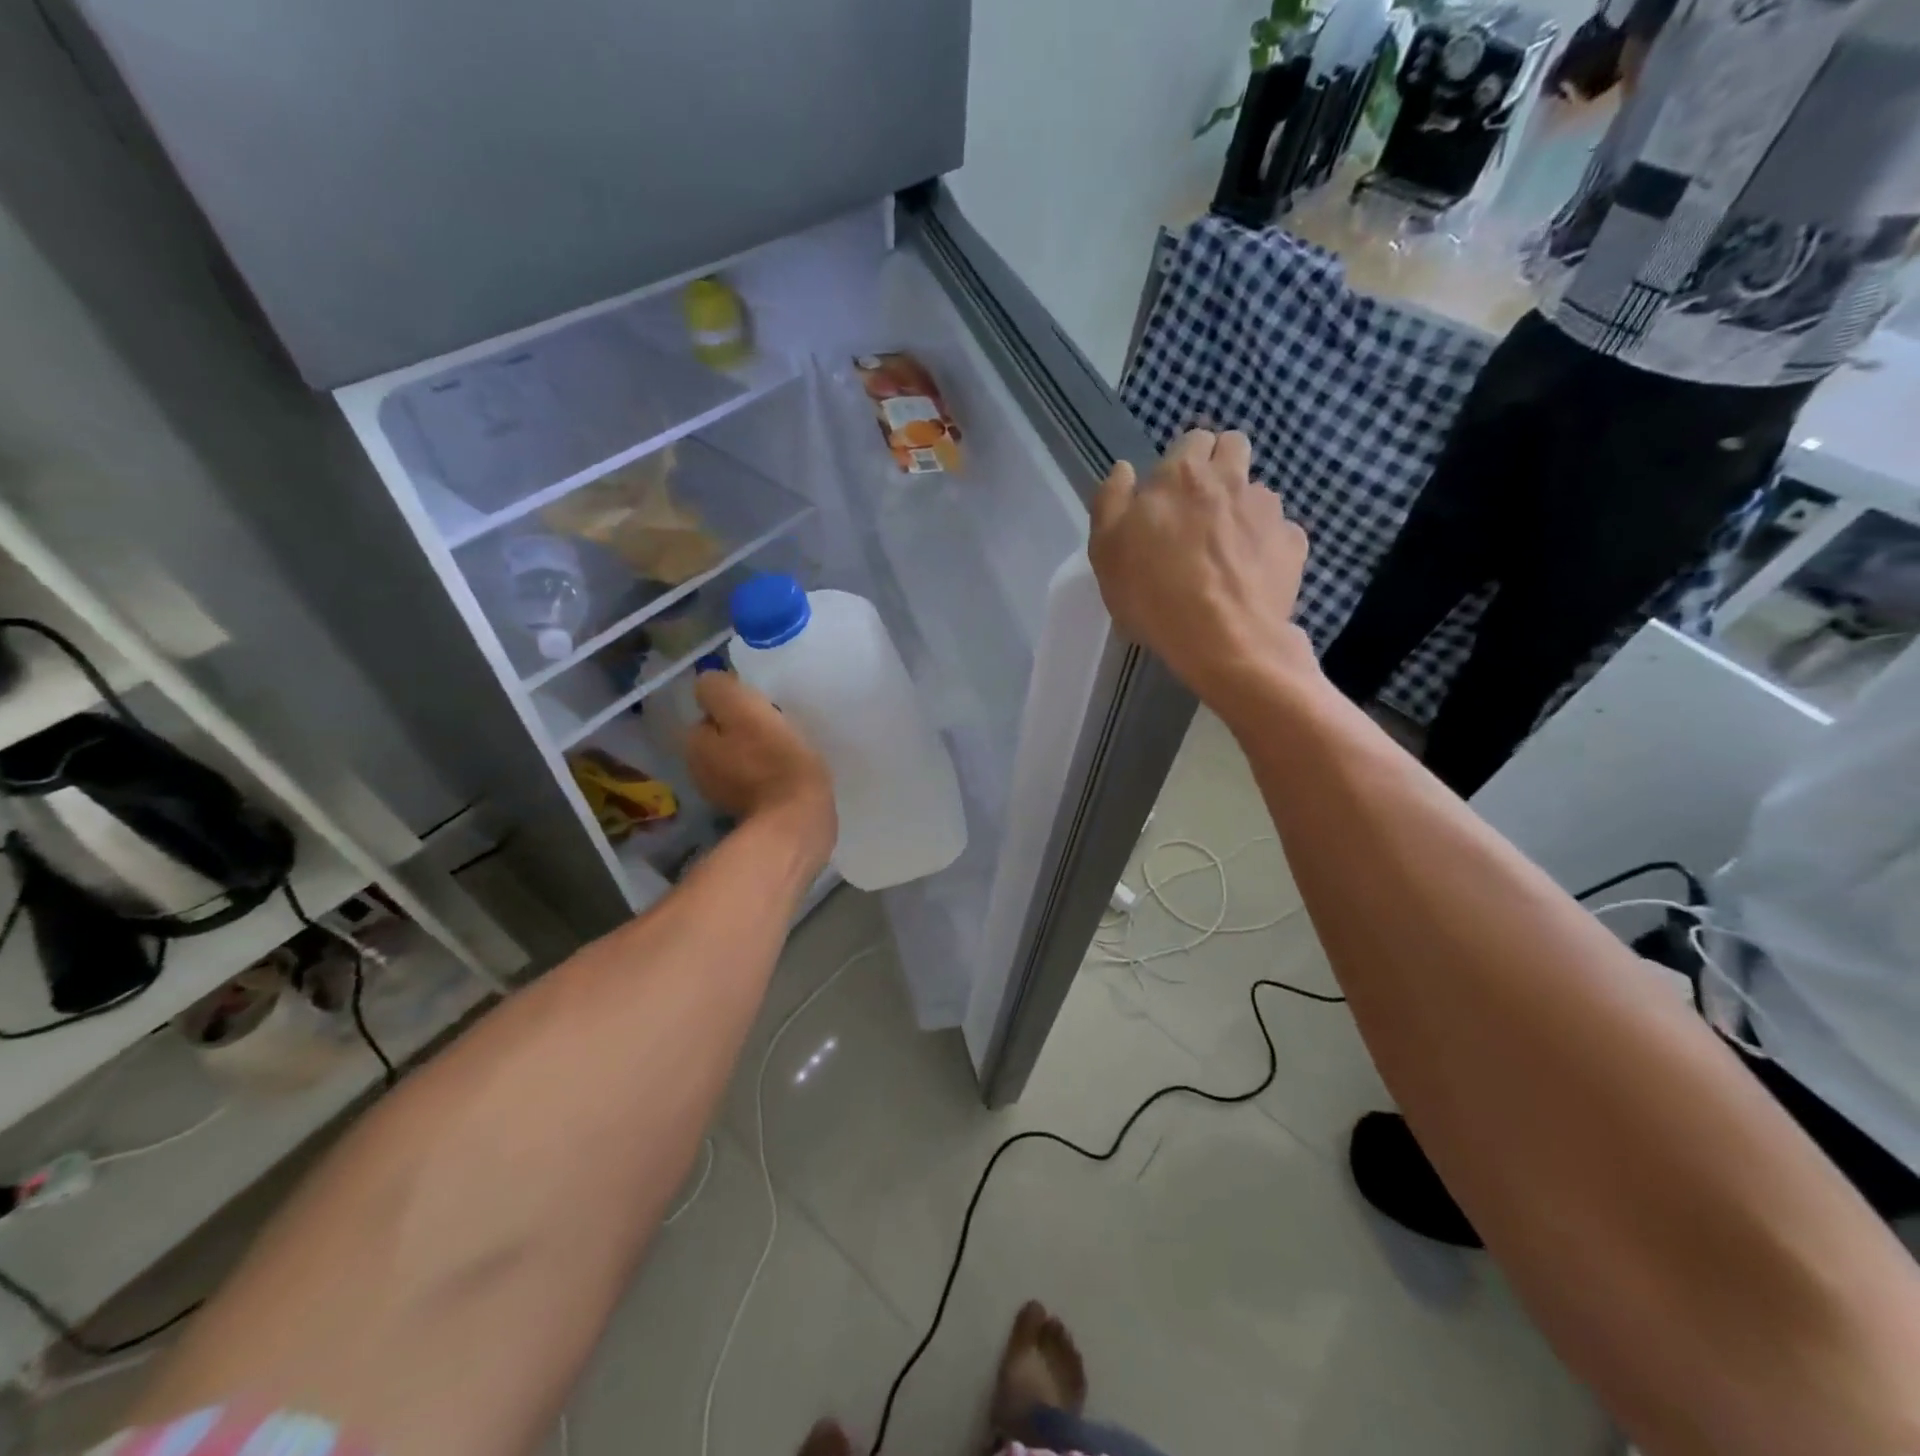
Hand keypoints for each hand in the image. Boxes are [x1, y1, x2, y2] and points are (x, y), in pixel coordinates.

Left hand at [686, 672, 835, 865]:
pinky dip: (770, 776)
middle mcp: (699, 772)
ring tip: (789, 752)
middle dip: (747, 732)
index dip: (738, 707)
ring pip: (742, 760)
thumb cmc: (774, 761)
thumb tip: (711, 682)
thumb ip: (720, 689)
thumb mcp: (744, 709)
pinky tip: (790, 775)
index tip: (764, 710)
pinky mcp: (750, 815)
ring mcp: (723, 797)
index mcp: (694, 744)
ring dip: (760, 754)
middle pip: (726, 737)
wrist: (798, 821)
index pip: (713, 712)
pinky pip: (758, 782)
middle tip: (779, 730)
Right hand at [1089, 429, 1314, 708]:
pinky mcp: (1293, 543)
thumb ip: (1111, 501)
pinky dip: (1265, 545)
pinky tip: (1249, 574)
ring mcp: (1268, 510)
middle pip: (1234, 446)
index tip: (1169, 493)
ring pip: (1257, 491)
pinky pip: (1279, 532)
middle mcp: (1230, 479)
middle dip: (1219, 465)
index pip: (1191, 439)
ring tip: (1226, 550)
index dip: (1181, 461)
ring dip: (1242, 507)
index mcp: (1181, 474)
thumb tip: (1125, 469)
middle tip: (1200, 507)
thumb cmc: (1153, 594)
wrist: (1224, 641)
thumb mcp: (1106, 551)